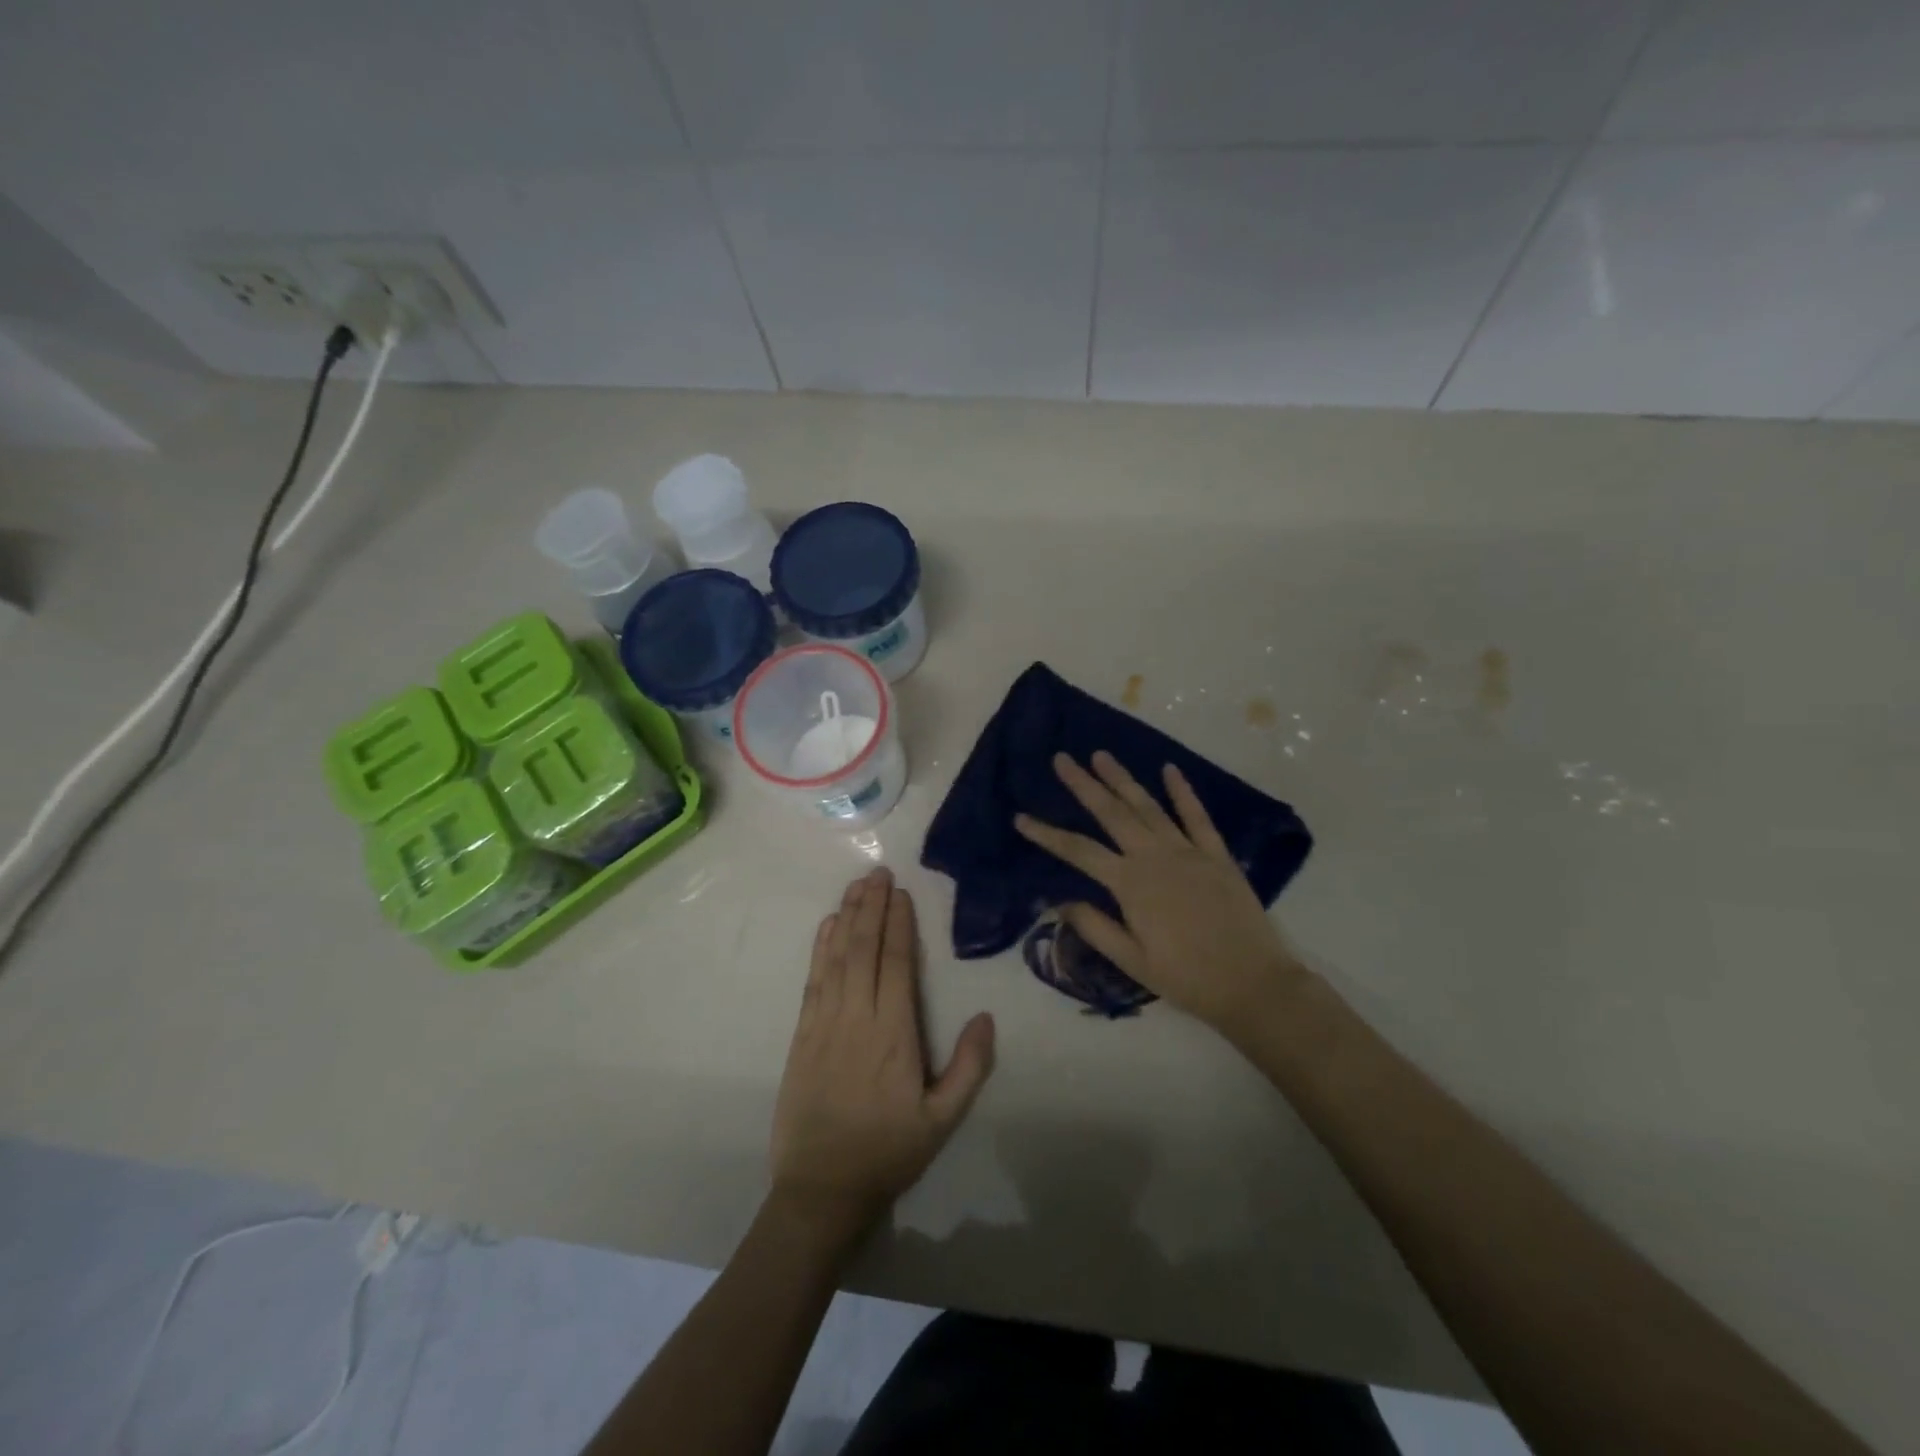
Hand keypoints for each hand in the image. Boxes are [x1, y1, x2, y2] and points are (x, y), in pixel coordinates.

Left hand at [769, 868, 995, 1239]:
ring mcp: (825, 1023)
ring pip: (837, 957)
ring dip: (847, 917)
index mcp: (894, 1034)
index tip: (900, 893)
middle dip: (871, 907)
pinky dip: (821, 948)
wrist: (821, 1189)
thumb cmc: (888, 1151)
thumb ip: (969, 1068)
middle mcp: (858, 1017)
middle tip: (878, 872)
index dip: (898, 925)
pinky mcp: (803, 1034)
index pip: (897, 964)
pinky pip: (814, 980)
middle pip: (865, 949)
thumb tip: (987, 1017)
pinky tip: (828, 925)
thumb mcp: (942, 1120)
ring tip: (856, 886)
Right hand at [1014, 752, 1306, 1030]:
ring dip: (1123, 779)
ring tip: (1102, 755)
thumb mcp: (1132, 962)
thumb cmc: (1187, 978)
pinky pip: (1197, 816)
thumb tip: (1059, 901)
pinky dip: (1183, 791)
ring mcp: (1188, 851)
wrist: (1253, 984)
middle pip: (1111, 813)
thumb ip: (1095, 927)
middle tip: (1062, 758)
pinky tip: (1169, 769)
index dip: (1047, 834)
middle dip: (1084, 784)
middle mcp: (1155, 857)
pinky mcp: (1216, 855)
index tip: (1021, 818)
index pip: (1078, 851)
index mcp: (1130, 884)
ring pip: (1148, 806)